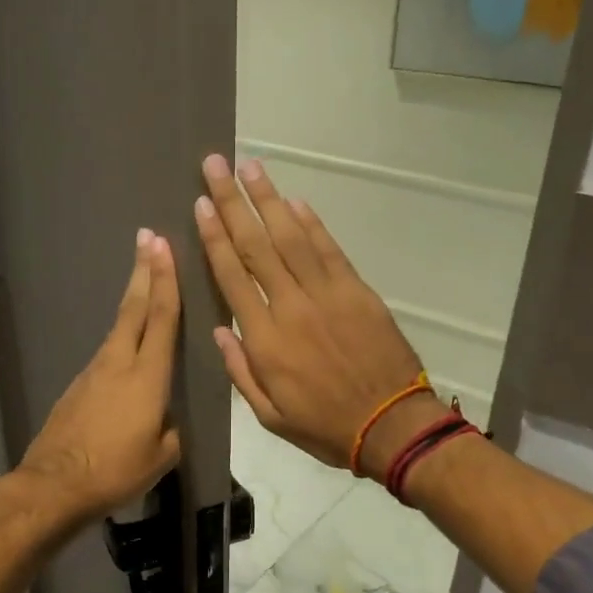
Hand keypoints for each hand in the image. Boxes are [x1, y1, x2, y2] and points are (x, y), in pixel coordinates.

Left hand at [18, 229, 182, 526]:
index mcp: (147, 377)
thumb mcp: (162, 456)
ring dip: (133, 301)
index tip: (164, 246)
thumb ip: (170, 429)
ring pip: (119, 329)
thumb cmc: (115, 471)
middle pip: (134, 309)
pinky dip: (121, 338)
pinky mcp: (77, 387)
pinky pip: (107, 354)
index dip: (166, 280)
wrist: (55, 485)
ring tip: (144, 282)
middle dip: (144, 271)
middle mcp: (118, 364)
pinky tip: (128, 348)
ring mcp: (93, 373)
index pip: (162, 318)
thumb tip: (164, 419)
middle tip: (148, 238)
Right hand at [194, 155, 436, 476]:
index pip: (232, 277)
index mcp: (265, 340)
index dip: (214, 238)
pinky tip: (294, 202)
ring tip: (250, 167)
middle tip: (216, 166)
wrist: (391, 426)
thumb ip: (240, 371)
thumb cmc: (325, 427)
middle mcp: (291, 307)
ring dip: (269, 200)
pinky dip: (311, 223)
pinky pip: (329, 250)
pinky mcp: (357, 291)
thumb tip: (218, 330)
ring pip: (291, 237)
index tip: (201, 205)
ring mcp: (327, 295)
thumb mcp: (269, 416)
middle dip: (234, 203)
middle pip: (256, 246)